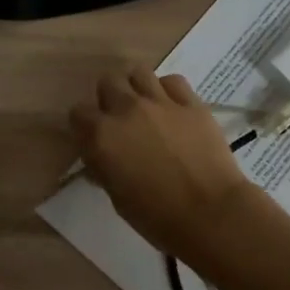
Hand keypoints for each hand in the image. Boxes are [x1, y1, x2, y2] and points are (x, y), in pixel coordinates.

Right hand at [69, 66, 261, 261]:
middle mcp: (126, 110)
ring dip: (136, 87)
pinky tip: (172, 108)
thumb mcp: (116, 197)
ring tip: (146, 107)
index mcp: (101, 136)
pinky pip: (173, 81)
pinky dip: (168, 90)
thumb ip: (104, 167)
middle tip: (121, 120)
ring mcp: (161, 102)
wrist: (210, 214)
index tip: (95, 139)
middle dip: (110, 98)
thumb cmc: (156, 217)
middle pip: (108, 82)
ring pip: (138, 72)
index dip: (85, 126)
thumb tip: (102, 157)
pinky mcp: (191, 103)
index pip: (78, 113)